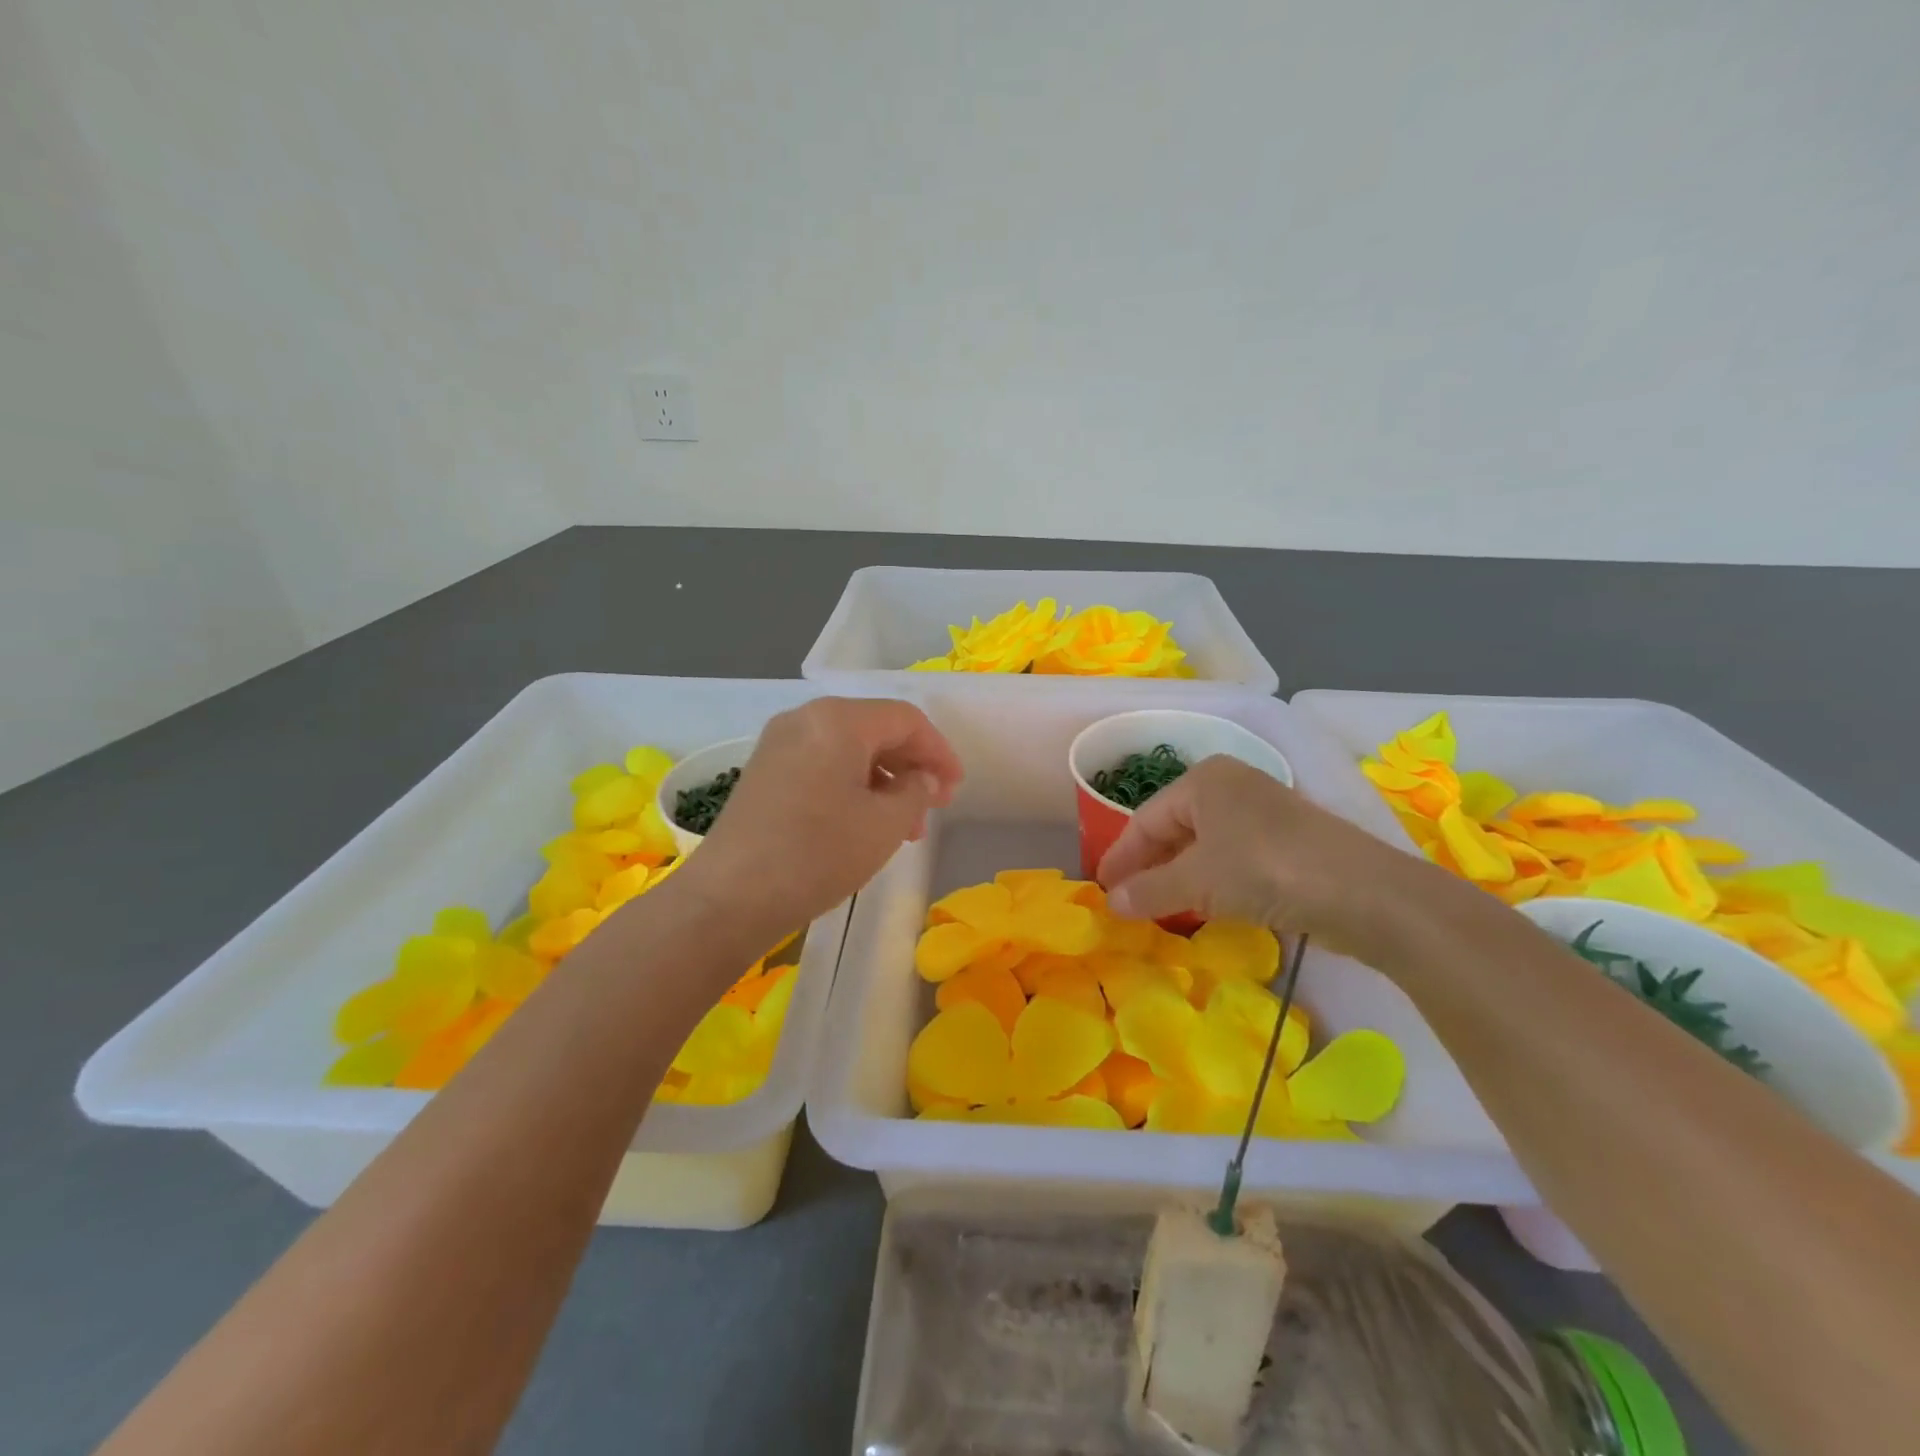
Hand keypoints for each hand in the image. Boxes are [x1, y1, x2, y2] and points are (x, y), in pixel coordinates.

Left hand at [678, 697, 962, 938]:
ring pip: (849, 750)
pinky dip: (852, 786)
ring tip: (903, 827)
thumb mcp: (885, 824)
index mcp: (838, 720)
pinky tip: (863, 823)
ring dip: (884, 781)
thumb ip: (917, 790)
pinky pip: (822, 764)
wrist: (729, 897)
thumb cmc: (817, 854)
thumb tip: (923, 778)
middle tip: (933, 808)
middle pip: (875, 730)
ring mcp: (779, 744)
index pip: (906, 719)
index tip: (955, 789)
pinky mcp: (764, 771)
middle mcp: (805, 718)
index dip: (939, 751)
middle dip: (911, 767)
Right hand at [1095, 755, 1431, 956]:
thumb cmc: (1264, 868)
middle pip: (1173, 829)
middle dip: (1149, 867)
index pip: (1145, 819)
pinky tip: (1203, 907)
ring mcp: (1262, 812)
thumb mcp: (1197, 880)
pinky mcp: (1286, 842)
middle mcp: (1231, 787)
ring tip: (1157, 909)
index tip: (1102, 889)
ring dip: (1178, 878)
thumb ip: (1148, 890)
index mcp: (1203, 780)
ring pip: (1203, 845)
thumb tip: (1110, 902)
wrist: (1362, 891)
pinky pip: (1231, 858)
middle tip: (1126, 902)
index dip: (1120, 856)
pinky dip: (1210, 882)